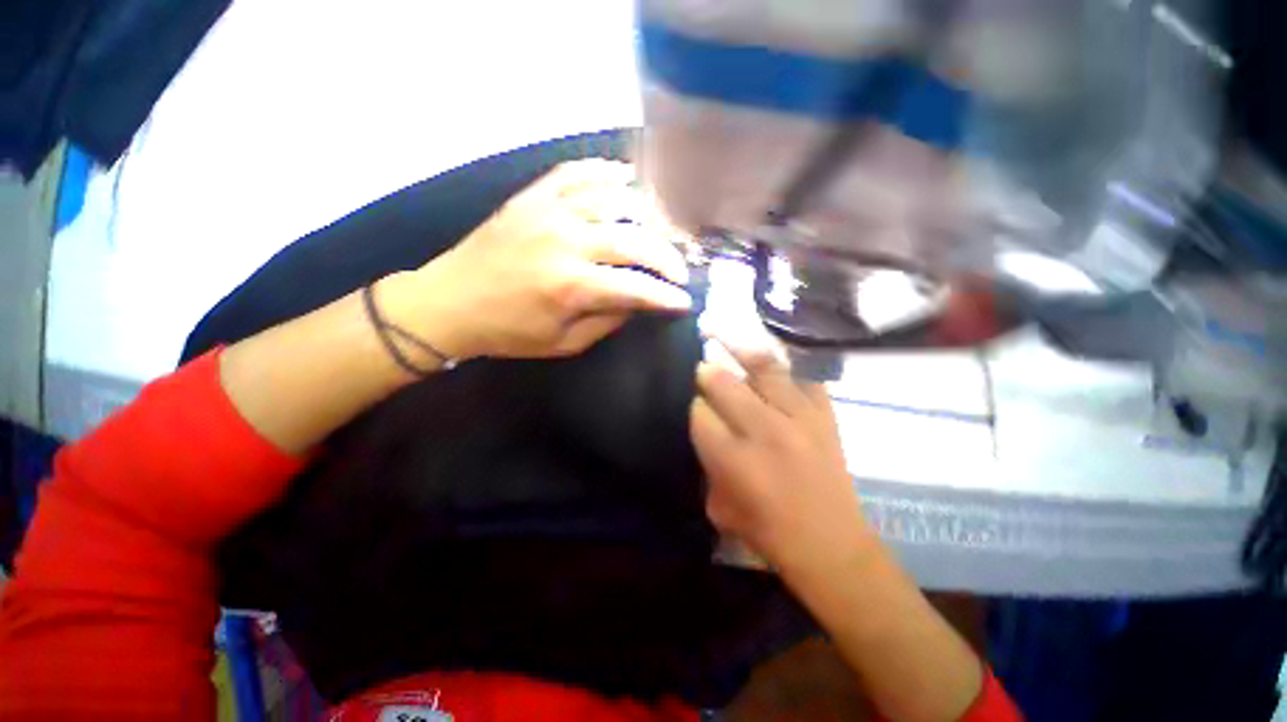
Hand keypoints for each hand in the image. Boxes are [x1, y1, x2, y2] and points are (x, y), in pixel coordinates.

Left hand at [385, 159, 691, 360]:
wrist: (450, 302)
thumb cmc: (508, 332)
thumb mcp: (563, 343)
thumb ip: (606, 322)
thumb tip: (637, 302)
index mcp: (572, 287)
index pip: (636, 288)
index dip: (666, 297)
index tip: (684, 301)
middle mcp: (566, 243)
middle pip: (634, 242)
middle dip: (666, 258)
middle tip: (679, 271)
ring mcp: (549, 212)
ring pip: (613, 201)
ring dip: (646, 215)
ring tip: (661, 230)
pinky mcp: (532, 197)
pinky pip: (576, 175)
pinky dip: (604, 173)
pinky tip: (625, 178)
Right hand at [690, 342, 868, 574]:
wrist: (832, 545)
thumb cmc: (768, 533)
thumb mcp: (718, 506)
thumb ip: (707, 463)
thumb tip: (705, 427)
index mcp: (734, 459)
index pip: (700, 413)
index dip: (694, 408)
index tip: (696, 408)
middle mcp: (765, 430)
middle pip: (724, 383)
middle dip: (707, 373)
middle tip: (704, 369)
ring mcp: (800, 418)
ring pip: (763, 368)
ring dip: (739, 351)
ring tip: (725, 337)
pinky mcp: (825, 415)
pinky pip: (803, 375)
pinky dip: (785, 365)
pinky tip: (771, 361)